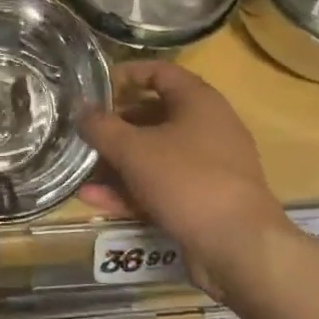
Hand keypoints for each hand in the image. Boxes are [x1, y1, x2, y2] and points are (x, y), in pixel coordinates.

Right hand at [78, 62, 289, 285]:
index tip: (95, 85)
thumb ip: (101, 127)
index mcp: (199, 102)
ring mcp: (207, 166)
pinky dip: (130, 190)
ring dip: (117, 163)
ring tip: (81, 171)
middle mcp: (207, 128)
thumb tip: (80, 110)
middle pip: (154, 116)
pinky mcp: (202, 199)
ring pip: (154, 155)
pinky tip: (94, 200)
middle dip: (115, 126)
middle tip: (84, 132)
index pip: (160, 72)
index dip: (127, 74)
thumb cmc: (186, 180)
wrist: (238, 246)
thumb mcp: (133, 150)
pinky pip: (160, 185)